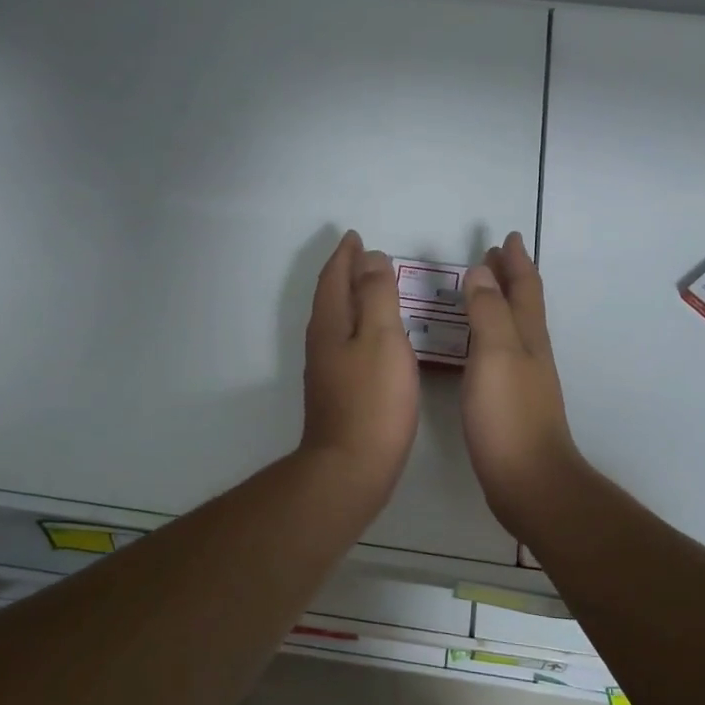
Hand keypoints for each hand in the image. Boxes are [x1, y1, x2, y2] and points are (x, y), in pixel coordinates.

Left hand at [299, 230, 419, 506]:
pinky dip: (357, 324)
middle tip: (362, 255)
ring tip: (370, 287)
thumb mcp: (382, 338)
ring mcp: (326, 369)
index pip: (334, 279)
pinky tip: (372, 337)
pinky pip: (345, 341)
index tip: (355, 237)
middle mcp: (322, 342)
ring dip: (350, 298)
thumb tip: (370, 259)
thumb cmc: (373, 400)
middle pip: (331, 297)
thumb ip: (377, 296)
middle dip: (345, 273)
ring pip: (336, 320)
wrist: (350, 467)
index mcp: (331, 324)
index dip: (345, 256)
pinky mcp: (337, 391)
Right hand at [461, 232, 582, 522]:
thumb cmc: (508, 414)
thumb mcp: (496, 354)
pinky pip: (501, 352)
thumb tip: (480, 272)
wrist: (528, 479)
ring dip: (499, 302)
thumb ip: (488, 312)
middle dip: (510, 276)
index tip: (506, 237)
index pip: (524, 288)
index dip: (515, 261)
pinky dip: (490, 333)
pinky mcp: (510, 401)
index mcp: (527, 336)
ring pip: (513, 327)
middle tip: (493, 255)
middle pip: (522, 304)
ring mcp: (523, 378)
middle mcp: (530, 351)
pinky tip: (476, 345)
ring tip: (481, 289)